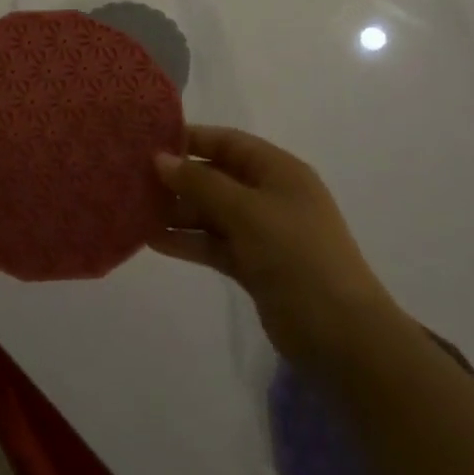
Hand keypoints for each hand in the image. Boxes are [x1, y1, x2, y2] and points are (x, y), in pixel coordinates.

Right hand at [151, 126, 397, 368]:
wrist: (341, 335)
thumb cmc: (297, 255)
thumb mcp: (247, 211)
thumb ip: (201, 183)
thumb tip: (159, 159)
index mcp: (278, 171)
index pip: (228, 142)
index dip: (190, 139)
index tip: (148, 142)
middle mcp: (269, 195)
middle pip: (216, 177)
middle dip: (178, 178)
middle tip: (133, 179)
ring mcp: (262, 232)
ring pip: (211, 213)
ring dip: (177, 212)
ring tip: (134, 211)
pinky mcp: (254, 266)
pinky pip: (214, 244)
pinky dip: (188, 241)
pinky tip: (153, 241)